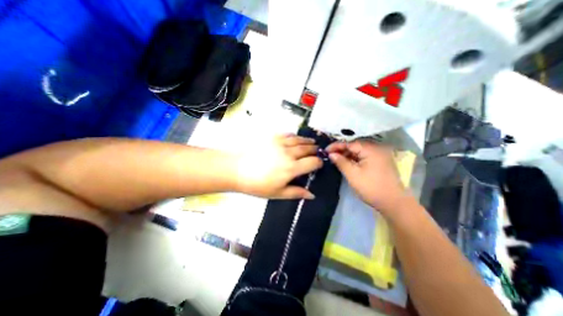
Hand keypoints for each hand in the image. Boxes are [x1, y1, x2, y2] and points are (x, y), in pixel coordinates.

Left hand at [235, 133, 320, 197]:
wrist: (237, 170)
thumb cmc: (258, 185)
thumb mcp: (278, 193)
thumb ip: (296, 192)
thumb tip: (312, 195)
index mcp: (292, 168)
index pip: (313, 162)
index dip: (319, 162)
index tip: (319, 164)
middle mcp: (289, 153)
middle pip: (308, 149)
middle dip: (315, 150)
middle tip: (317, 151)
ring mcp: (281, 143)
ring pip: (299, 140)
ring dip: (308, 141)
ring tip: (312, 142)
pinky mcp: (273, 137)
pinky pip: (288, 134)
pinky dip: (295, 136)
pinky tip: (296, 138)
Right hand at [325, 139, 409, 213]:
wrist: (394, 203)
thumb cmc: (371, 188)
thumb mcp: (352, 175)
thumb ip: (341, 162)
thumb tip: (331, 154)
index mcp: (371, 150)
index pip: (350, 143)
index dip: (336, 146)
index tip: (325, 150)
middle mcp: (377, 148)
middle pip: (355, 145)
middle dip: (341, 150)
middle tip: (330, 155)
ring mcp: (380, 155)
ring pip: (359, 151)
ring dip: (348, 154)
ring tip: (337, 159)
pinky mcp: (380, 161)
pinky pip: (364, 156)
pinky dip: (355, 158)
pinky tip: (348, 162)